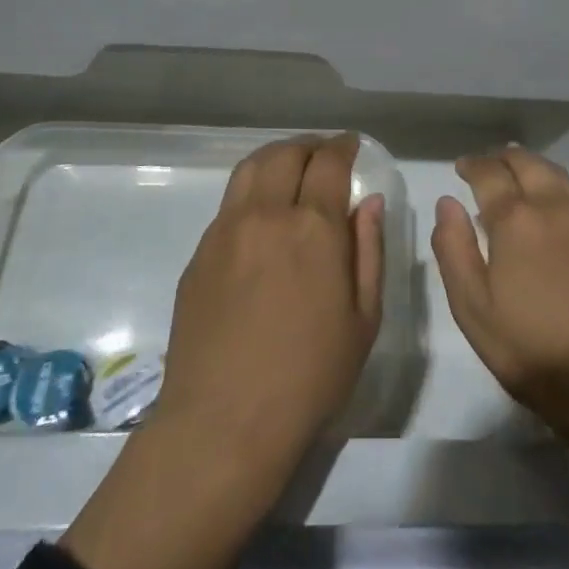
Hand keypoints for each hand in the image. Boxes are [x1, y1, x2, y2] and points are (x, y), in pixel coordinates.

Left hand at [62, 132, 383, 568]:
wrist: (224, 423)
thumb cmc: (310, 376)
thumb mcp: (363, 318)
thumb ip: (369, 250)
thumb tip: (369, 202)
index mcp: (313, 228)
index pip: (329, 162)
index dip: (344, 146)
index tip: (352, 145)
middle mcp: (266, 215)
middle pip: (285, 154)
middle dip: (310, 146)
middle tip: (325, 156)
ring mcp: (225, 231)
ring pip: (250, 169)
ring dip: (276, 158)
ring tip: (291, 171)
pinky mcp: (200, 253)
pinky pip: (229, 203)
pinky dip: (252, 191)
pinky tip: (263, 217)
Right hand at [431, 146, 568, 424]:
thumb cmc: (531, 348)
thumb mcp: (472, 307)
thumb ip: (453, 248)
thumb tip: (447, 202)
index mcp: (516, 219)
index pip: (489, 174)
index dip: (472, 165)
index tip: (462, 167)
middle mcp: (556, 207)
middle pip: (528, 163)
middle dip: (504, 158)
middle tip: (489, 166)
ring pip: (558, 177)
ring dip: (533, 170)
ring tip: (519, 181)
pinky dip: (559, 196)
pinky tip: (554, 220)